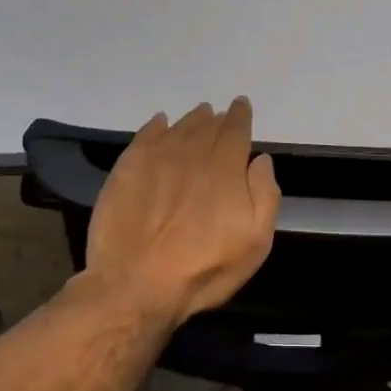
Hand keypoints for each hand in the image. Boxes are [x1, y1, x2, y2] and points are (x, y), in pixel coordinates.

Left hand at [84, 98, 280, 325]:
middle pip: (207, 126)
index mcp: (225, 168)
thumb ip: (264, 195)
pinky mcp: (126, 169)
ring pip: (178, 128)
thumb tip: (260, 159)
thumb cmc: (203, 269)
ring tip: (198, 116)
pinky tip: (160, 124)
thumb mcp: (254, 243)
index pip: (235, 131)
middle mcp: (191, 153)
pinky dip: (156, 126)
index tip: (242, 107)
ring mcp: (155, 159)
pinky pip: (145, 136)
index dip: (240, 116)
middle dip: (217, 119)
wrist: (135, 284)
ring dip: (191, 120)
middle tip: (220, 115)